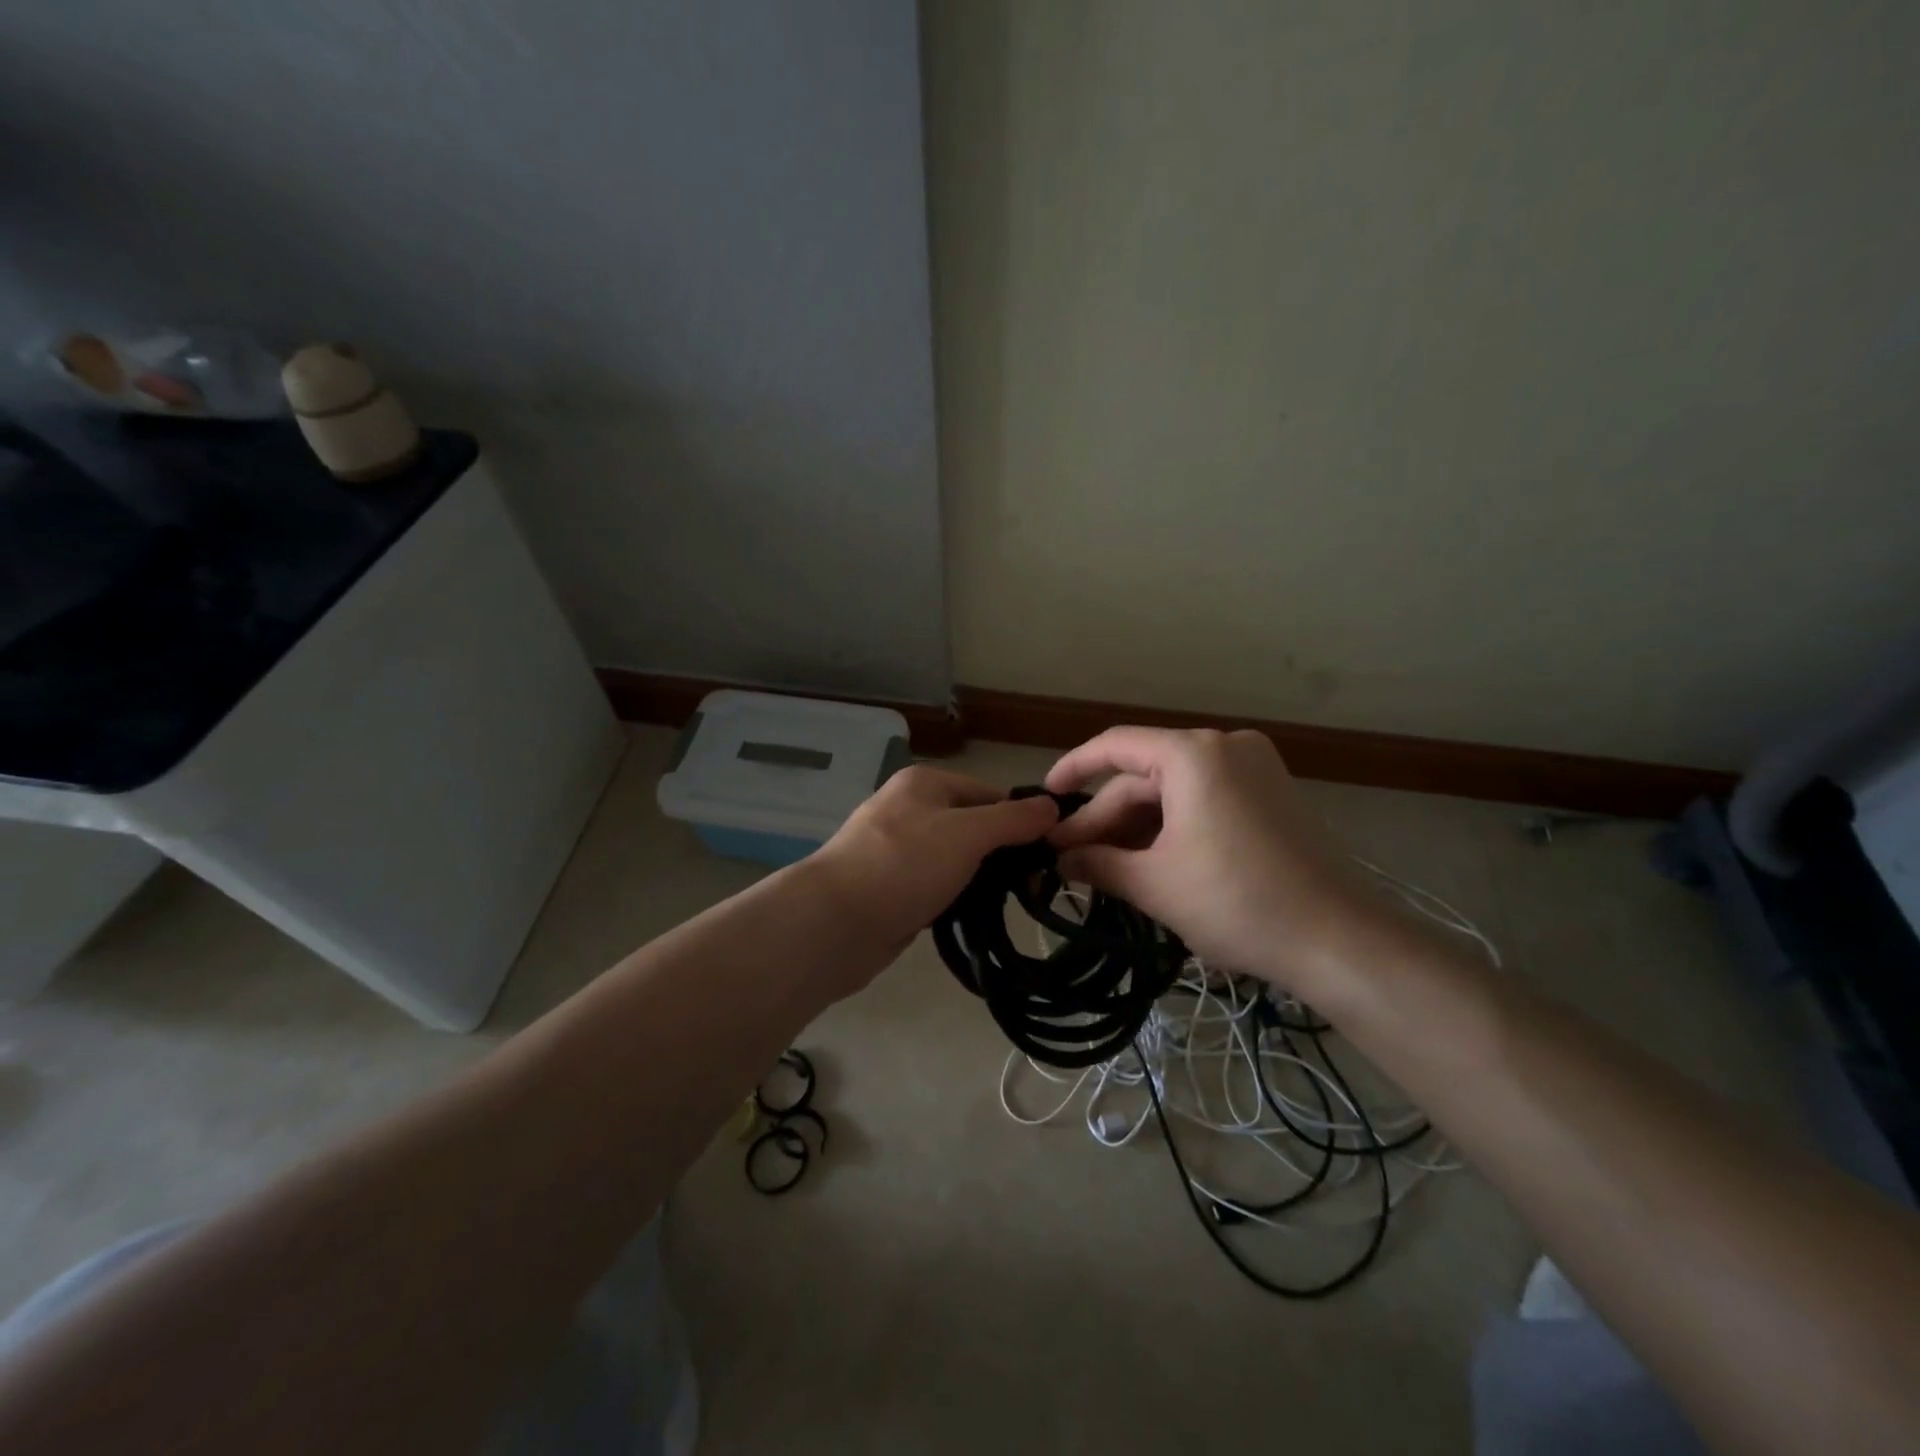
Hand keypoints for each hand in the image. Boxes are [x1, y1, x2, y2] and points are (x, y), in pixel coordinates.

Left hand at [811, 765, 1059, 960]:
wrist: (835, 922)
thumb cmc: (905, 864)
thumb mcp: (968, 834)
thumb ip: (1012, 820)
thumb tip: (1052, 805)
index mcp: (925, 783)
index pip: (989, 793)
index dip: (1020, 820)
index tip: (1048, 855)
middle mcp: (910, 809)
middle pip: (972, 826)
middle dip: (1001, 853)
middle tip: (1032, 885)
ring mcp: (897, 850)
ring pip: (955, 859)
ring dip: (979, 879)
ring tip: (1008, 903)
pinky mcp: (891, 887)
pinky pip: (935, 885)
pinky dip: (954, 898)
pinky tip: (971, 916)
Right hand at [1045, 727, 1404, 997]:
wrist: (1341, 941)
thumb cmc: (1237, 903)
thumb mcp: (1155, 885)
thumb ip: (1098, 864)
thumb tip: (1059, 860)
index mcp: (1194, 755)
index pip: (1115, 746)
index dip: (1072, 769)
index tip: (1044, 798)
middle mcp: (1226, 747)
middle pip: (1145, 777)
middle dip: (1105, 820)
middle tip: (1069, 861)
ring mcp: (1254, 769)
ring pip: (1174, 793)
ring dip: (1137, 829)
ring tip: (1105, 871)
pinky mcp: (1271, 796)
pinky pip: (1203, 802)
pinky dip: (1171, 829)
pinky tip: (1148, 864)